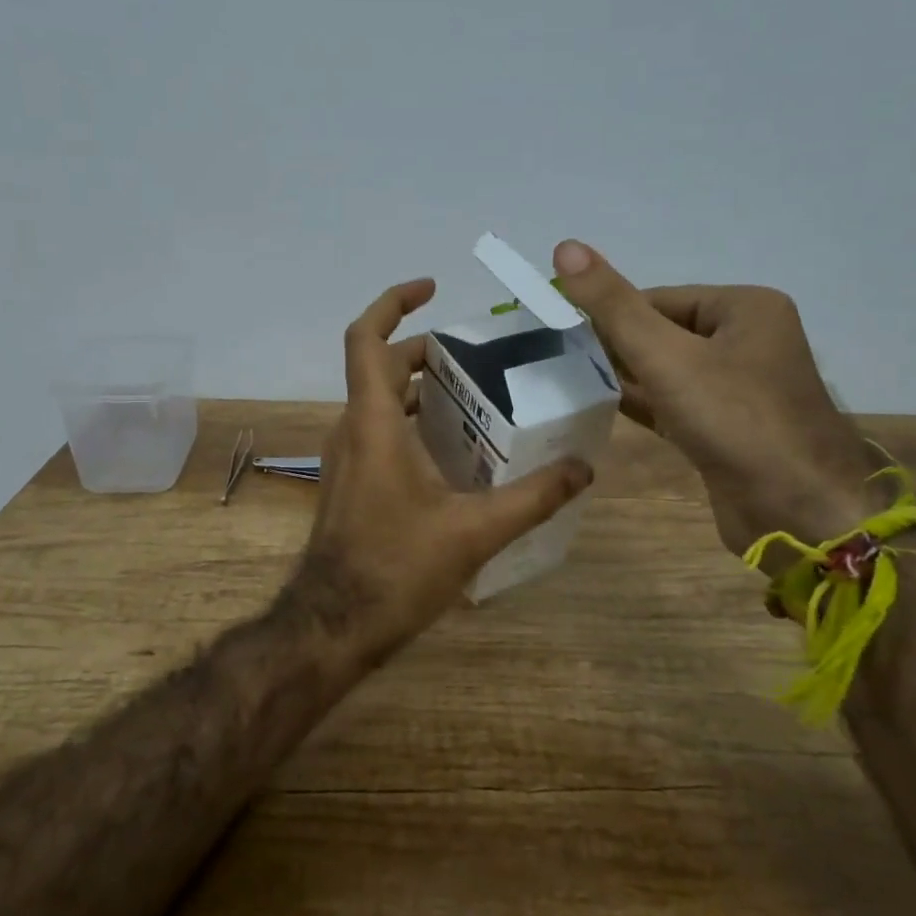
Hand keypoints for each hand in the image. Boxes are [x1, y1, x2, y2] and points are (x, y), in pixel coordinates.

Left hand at [302, 278, 594, 650]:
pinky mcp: (350, 484)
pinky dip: (411, 421)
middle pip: (379, 366)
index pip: (366, 339)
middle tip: (475, 354)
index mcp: (373, 422)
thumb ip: (533, 497)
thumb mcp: (475, 531)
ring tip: (473, 393)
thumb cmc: (396, 569)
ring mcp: (346, 458)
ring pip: (378, 401)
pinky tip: (453, 449)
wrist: (333, 626)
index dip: (392, 302)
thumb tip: (583, 469)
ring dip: (418, 387)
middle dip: (422, 350)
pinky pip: (379, 431)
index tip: (430, 288)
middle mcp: (352, 429)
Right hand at [550, 241, 880, 555]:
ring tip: (569, 381)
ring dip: (624, 376)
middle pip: (663, 333)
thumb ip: (614, 305)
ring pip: (667, 371)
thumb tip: (565, 246)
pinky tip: (600, 406)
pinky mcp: (727, 429)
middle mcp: (747, 342)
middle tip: (560, 359)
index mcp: (745, 309)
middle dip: (615, 346)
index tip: (562, 332)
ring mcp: (739, 389)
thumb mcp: (667, 355)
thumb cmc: (735, 419)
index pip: (660, 298)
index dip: (610, 314)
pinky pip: (675, 404)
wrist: (797, 513)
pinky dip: (642, 404)